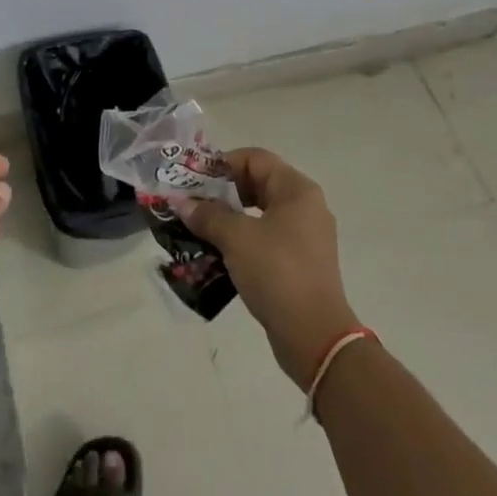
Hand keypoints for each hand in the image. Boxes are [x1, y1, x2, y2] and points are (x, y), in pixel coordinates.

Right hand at [176, 148, 360, 389]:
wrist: (315, 338)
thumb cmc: (277, 273)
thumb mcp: (236, 238)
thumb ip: (207, 215)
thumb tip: (181, 202)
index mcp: (297, 190)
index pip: (254, 158)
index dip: (222, 164)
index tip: (194, 180)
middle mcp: (306, 206)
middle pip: (257, 183)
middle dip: (222, 192)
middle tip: (193, 203)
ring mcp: (306, 237)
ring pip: (260, 213)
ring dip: (229, 218)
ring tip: (200, 228)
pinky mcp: (301, 263)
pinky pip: (266, 238)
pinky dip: (242, 240)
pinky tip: (218, 253)